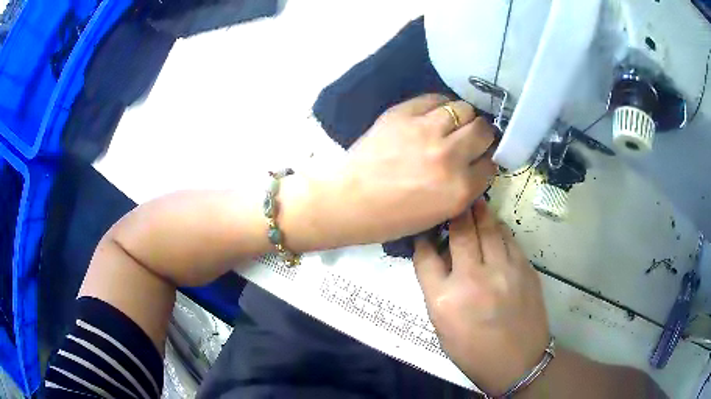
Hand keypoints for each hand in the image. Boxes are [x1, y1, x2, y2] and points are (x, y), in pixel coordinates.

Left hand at [328, 94, 495, 243]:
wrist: (350, 201)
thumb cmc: (393, 217)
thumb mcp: (440, 214)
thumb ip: (465, 189)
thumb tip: (477, 162)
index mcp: (460, 189)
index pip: (491, 164)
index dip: (486, 161)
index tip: (478, 159)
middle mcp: (449, 156)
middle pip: (484, 131)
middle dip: (482, 135)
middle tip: (470, 138)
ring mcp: (426, 130)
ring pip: (464, 109)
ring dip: (463, 117)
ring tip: (452, 124)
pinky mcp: (404, 114)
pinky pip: (436, 98)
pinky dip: (441, 105)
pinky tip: (435, 115)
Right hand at [413, 200, 549, 395]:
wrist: (518, 362)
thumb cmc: (474, 352)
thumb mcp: (443, 327)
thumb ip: (438, 291)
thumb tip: (440, 259)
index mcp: (444, 299)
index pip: (425, 256)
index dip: (422, 240)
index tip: (424, 232)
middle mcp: (473, 278)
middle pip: (460, 231)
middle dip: (455, 212)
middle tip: (453, 202)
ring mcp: (503, 270)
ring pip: (489, 228)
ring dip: (479, 213)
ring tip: (474, 204)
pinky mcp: (524, 268)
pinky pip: (509, 239)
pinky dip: (499, 230)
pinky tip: (496, 229)